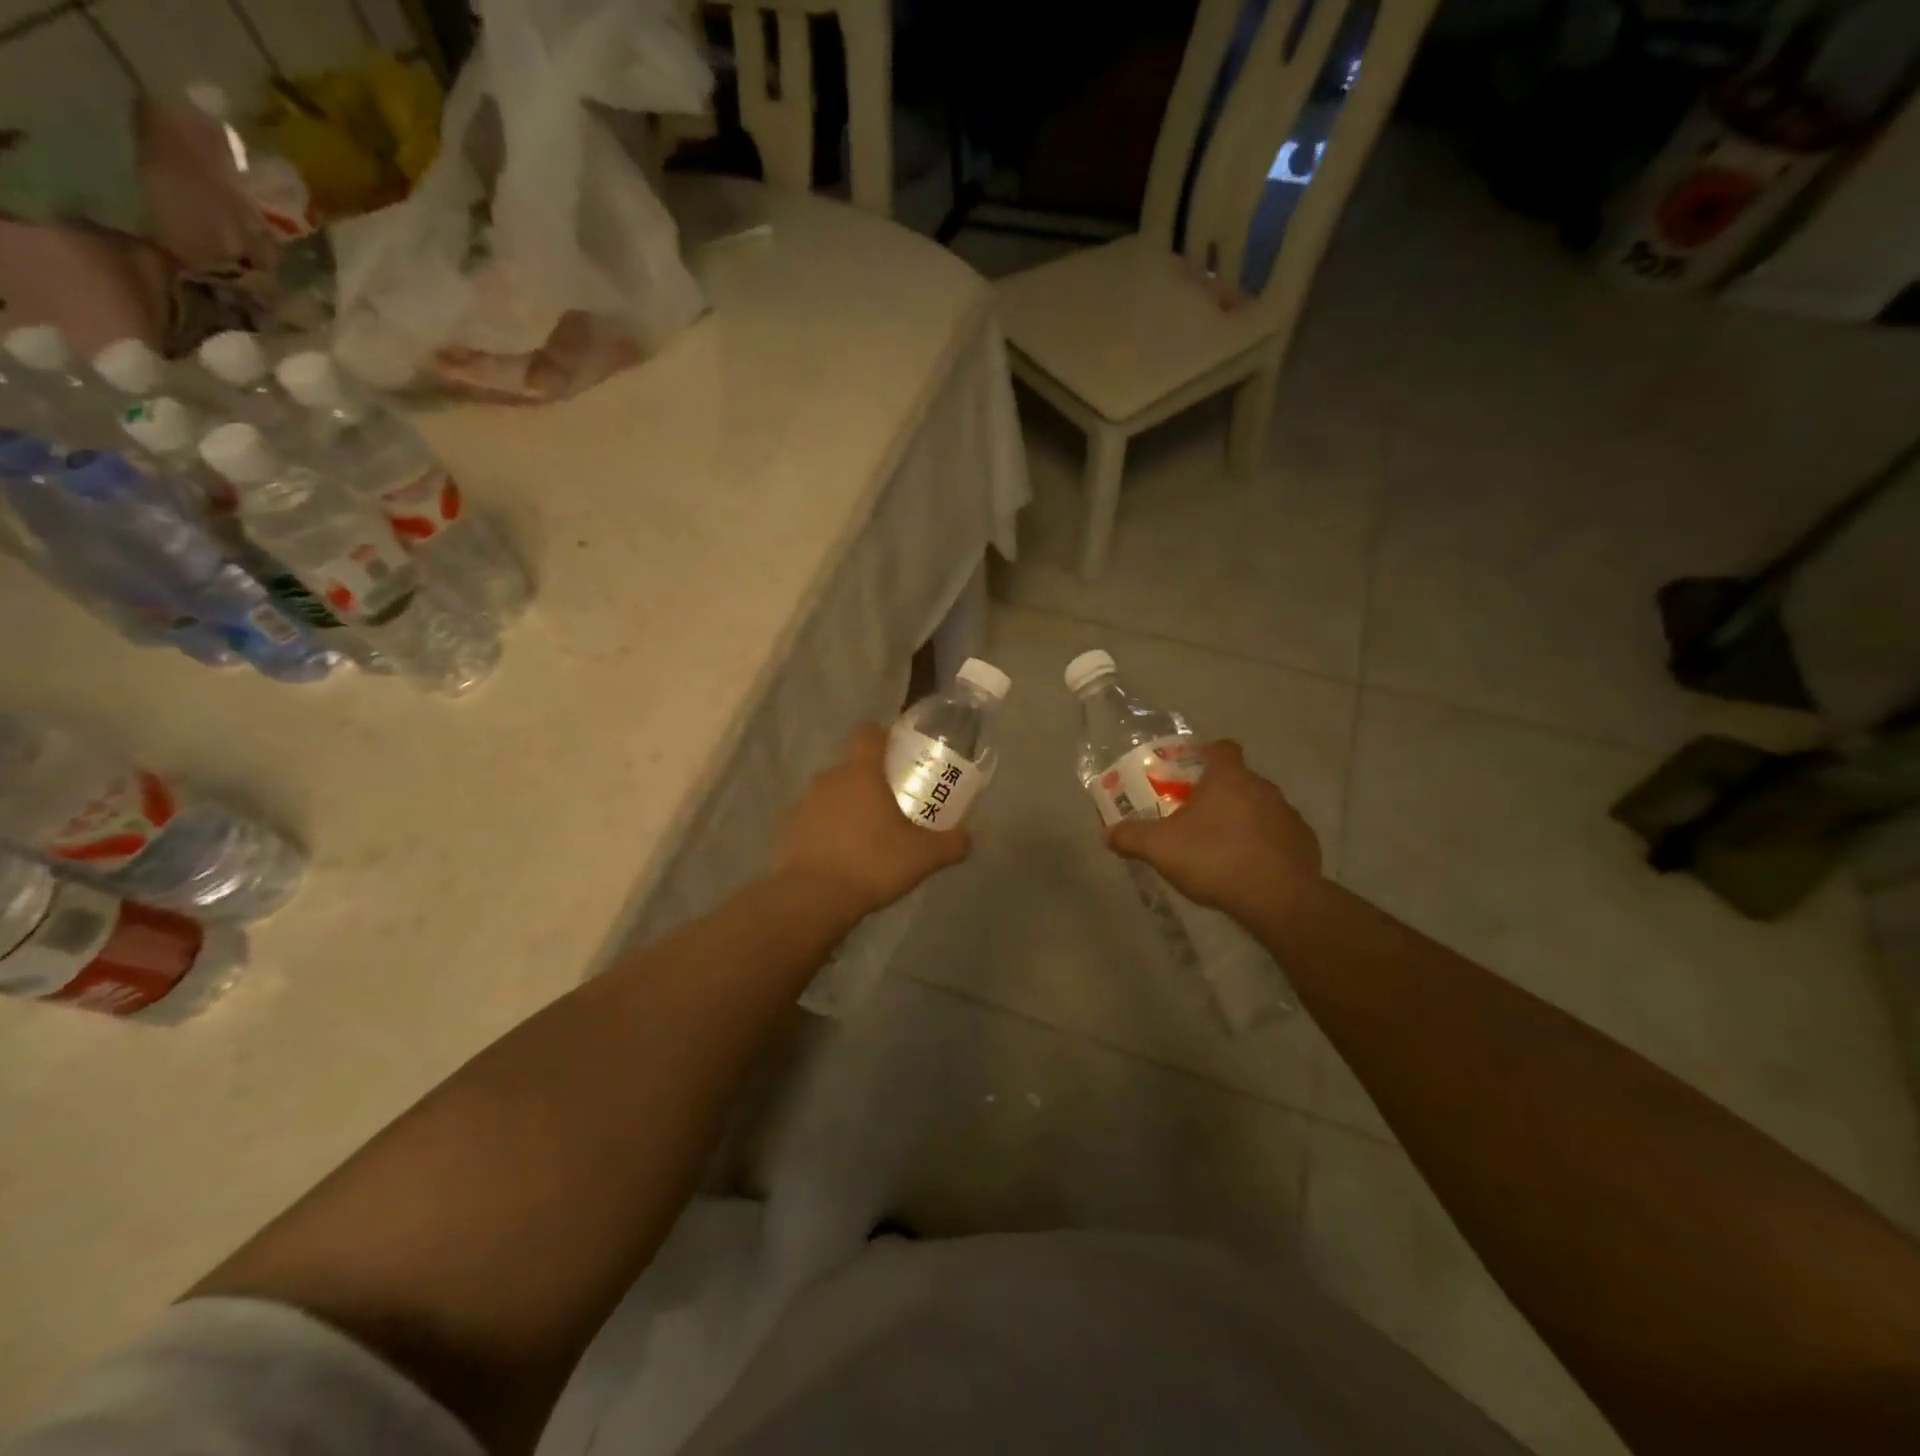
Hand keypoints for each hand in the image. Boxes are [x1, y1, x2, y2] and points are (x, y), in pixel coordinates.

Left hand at [774, 724, 970, 920]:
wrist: (812, 898)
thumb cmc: (873, 863)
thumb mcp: (924, 856)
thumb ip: (951, 843)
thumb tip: (966, 838)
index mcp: (861, 772)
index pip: (869, 733)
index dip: (884, 738)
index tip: (898, 756)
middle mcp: (829, 779)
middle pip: (852, 768)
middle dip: (870, 782)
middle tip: (892, 807)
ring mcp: (804, 804)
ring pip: (832, 795)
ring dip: (847, 808)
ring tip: (866, 838)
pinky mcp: (788, 831)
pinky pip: (814, 821)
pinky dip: (827, 832)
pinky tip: (842, 858)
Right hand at [1107, 741, 1322, 918]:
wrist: (1278, 898)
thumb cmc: (1214, 858)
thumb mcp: (1159, 848)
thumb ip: (1131, 837)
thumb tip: (1108, 833)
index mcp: (1228, 778)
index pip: (1221, 748)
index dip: (1204, 755)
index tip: (1189, 772)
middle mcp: (1263, 787)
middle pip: (1238, 780)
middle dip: (1218, 794)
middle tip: (1194, 818)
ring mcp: (1288, 815)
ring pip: (1259, 808)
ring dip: (1242, 820)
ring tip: (1221, 848)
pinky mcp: (1304, 843)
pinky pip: (1278, 836)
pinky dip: (1264, 846)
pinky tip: (1248, 869)